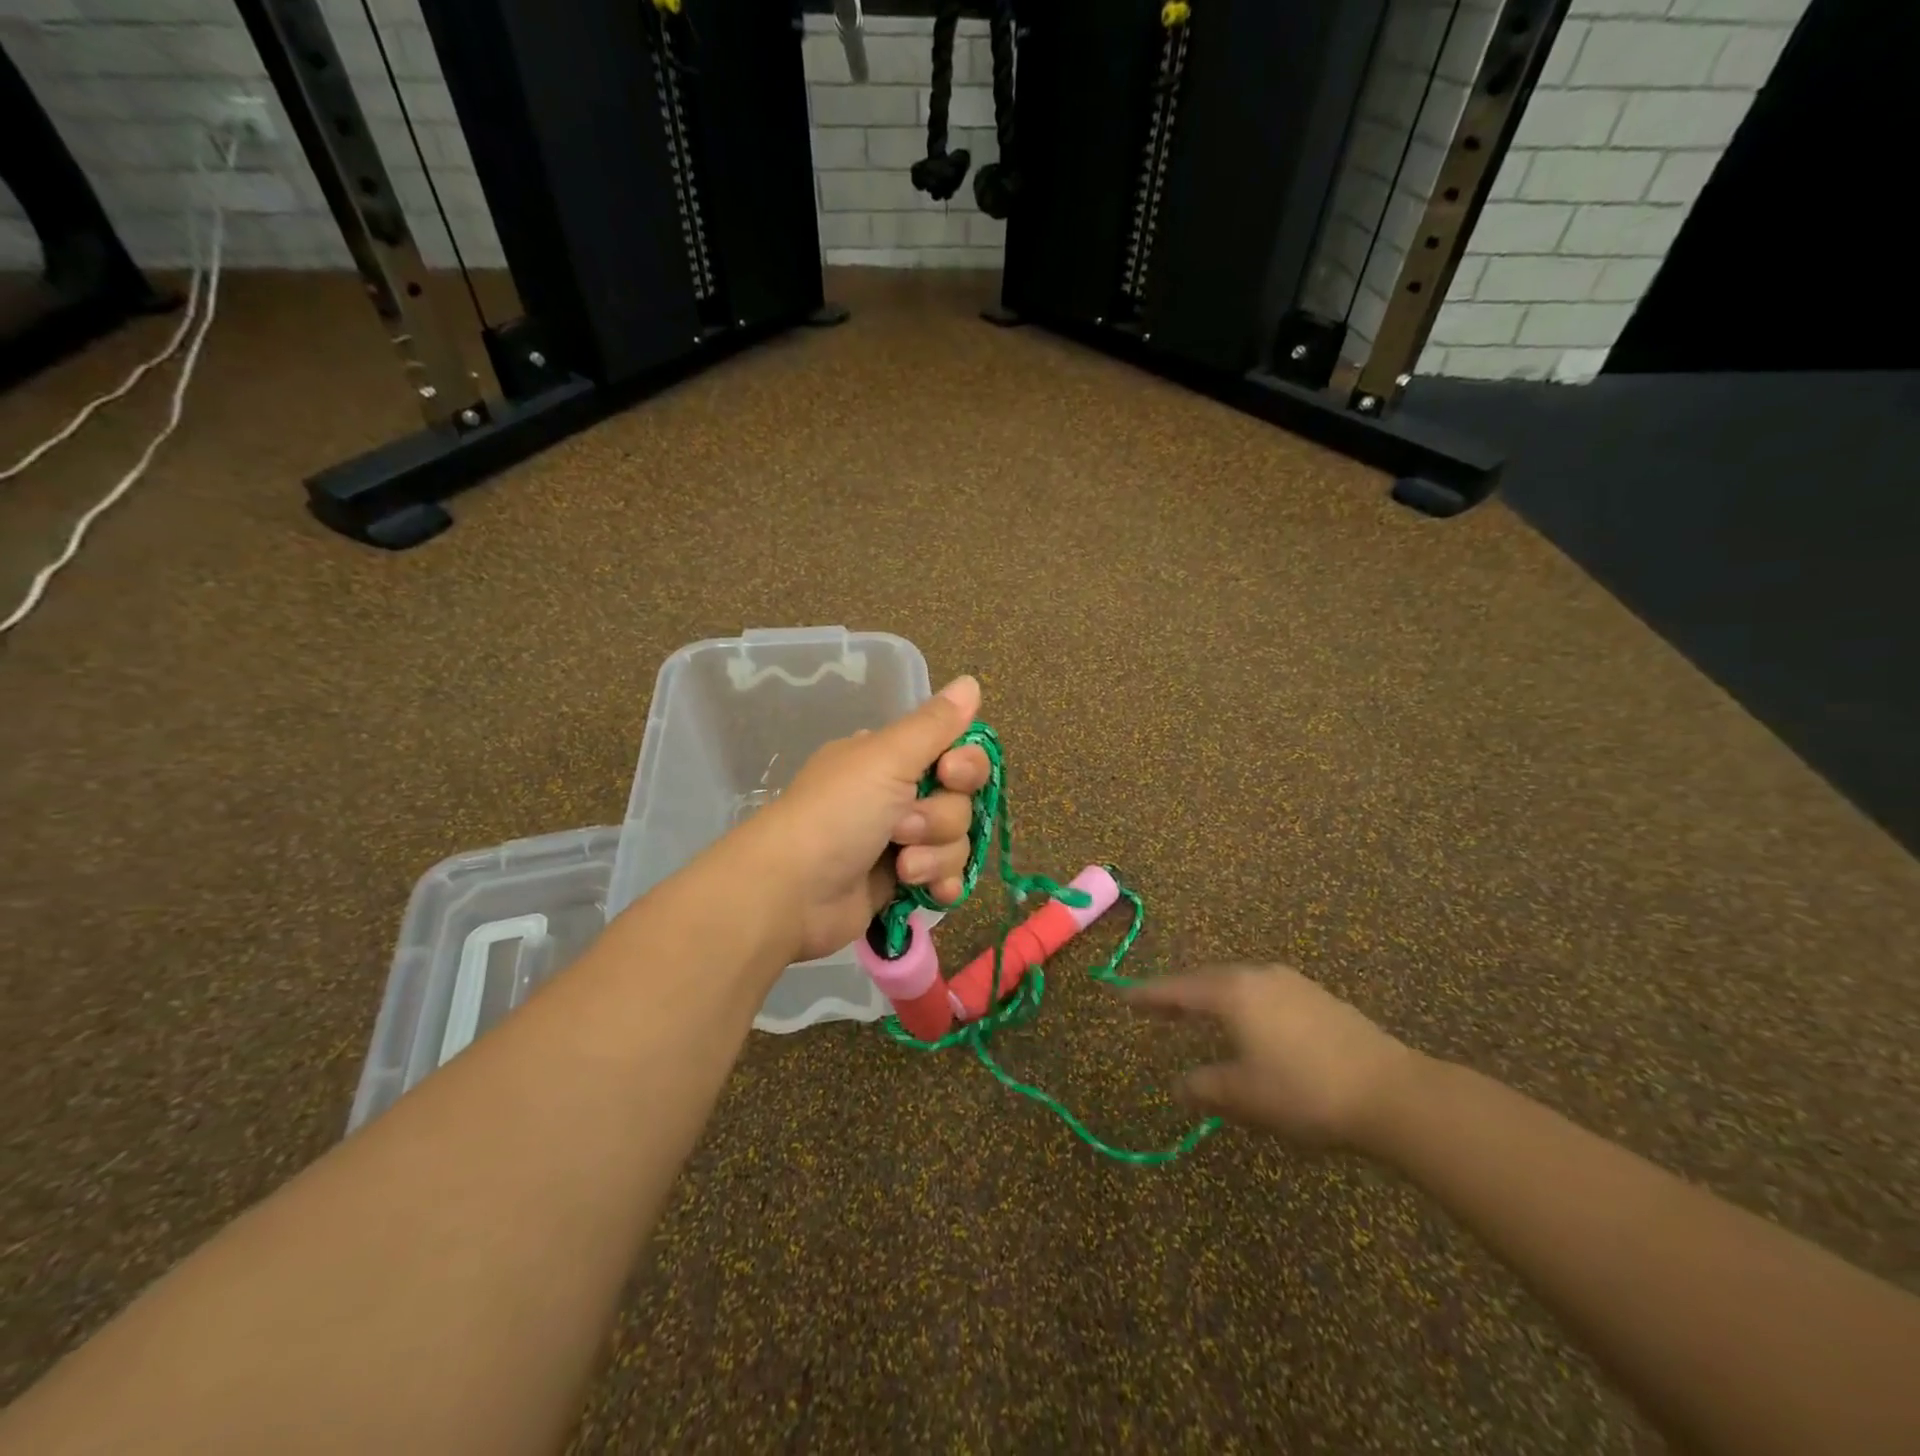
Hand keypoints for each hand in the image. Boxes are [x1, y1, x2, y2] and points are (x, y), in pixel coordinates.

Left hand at [739, 676, 990, 962]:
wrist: (792, 892)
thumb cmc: (837, 814)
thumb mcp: (885, 757)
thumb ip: (934, 723)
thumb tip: (971, 681)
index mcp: (890, 757)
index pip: (956, 751)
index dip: (965, 765)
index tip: (950, 773)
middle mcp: (898, 794)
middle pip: (961, 800)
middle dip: (940, 818)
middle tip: (902, 827)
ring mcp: (901, 840)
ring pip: (956, 841)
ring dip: (935, 855)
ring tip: (902, 867)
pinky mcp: (901, 882)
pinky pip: (946, 876)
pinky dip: (941, 883)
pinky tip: (931, 892)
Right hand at [1128, 965, 1422, 1150]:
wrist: (1393, 1092)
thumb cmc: (1305, 1092)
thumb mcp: (1246, 1096)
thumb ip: (1205, 1088)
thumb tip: (1179, 1085)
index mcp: (1233, 993)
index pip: (1179, 990)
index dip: (1149, 995)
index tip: (1123, 996)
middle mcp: (1258, 977)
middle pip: (1206, 980)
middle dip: (1179, 994)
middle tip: (1155, 1006)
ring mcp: (1291, 983)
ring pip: (1237, 984)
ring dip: (1212, 997)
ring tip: (1197, 1014)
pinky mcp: (1317, 997)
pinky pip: (1262, 992)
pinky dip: (1241, 1003)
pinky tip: (1248, 1023)